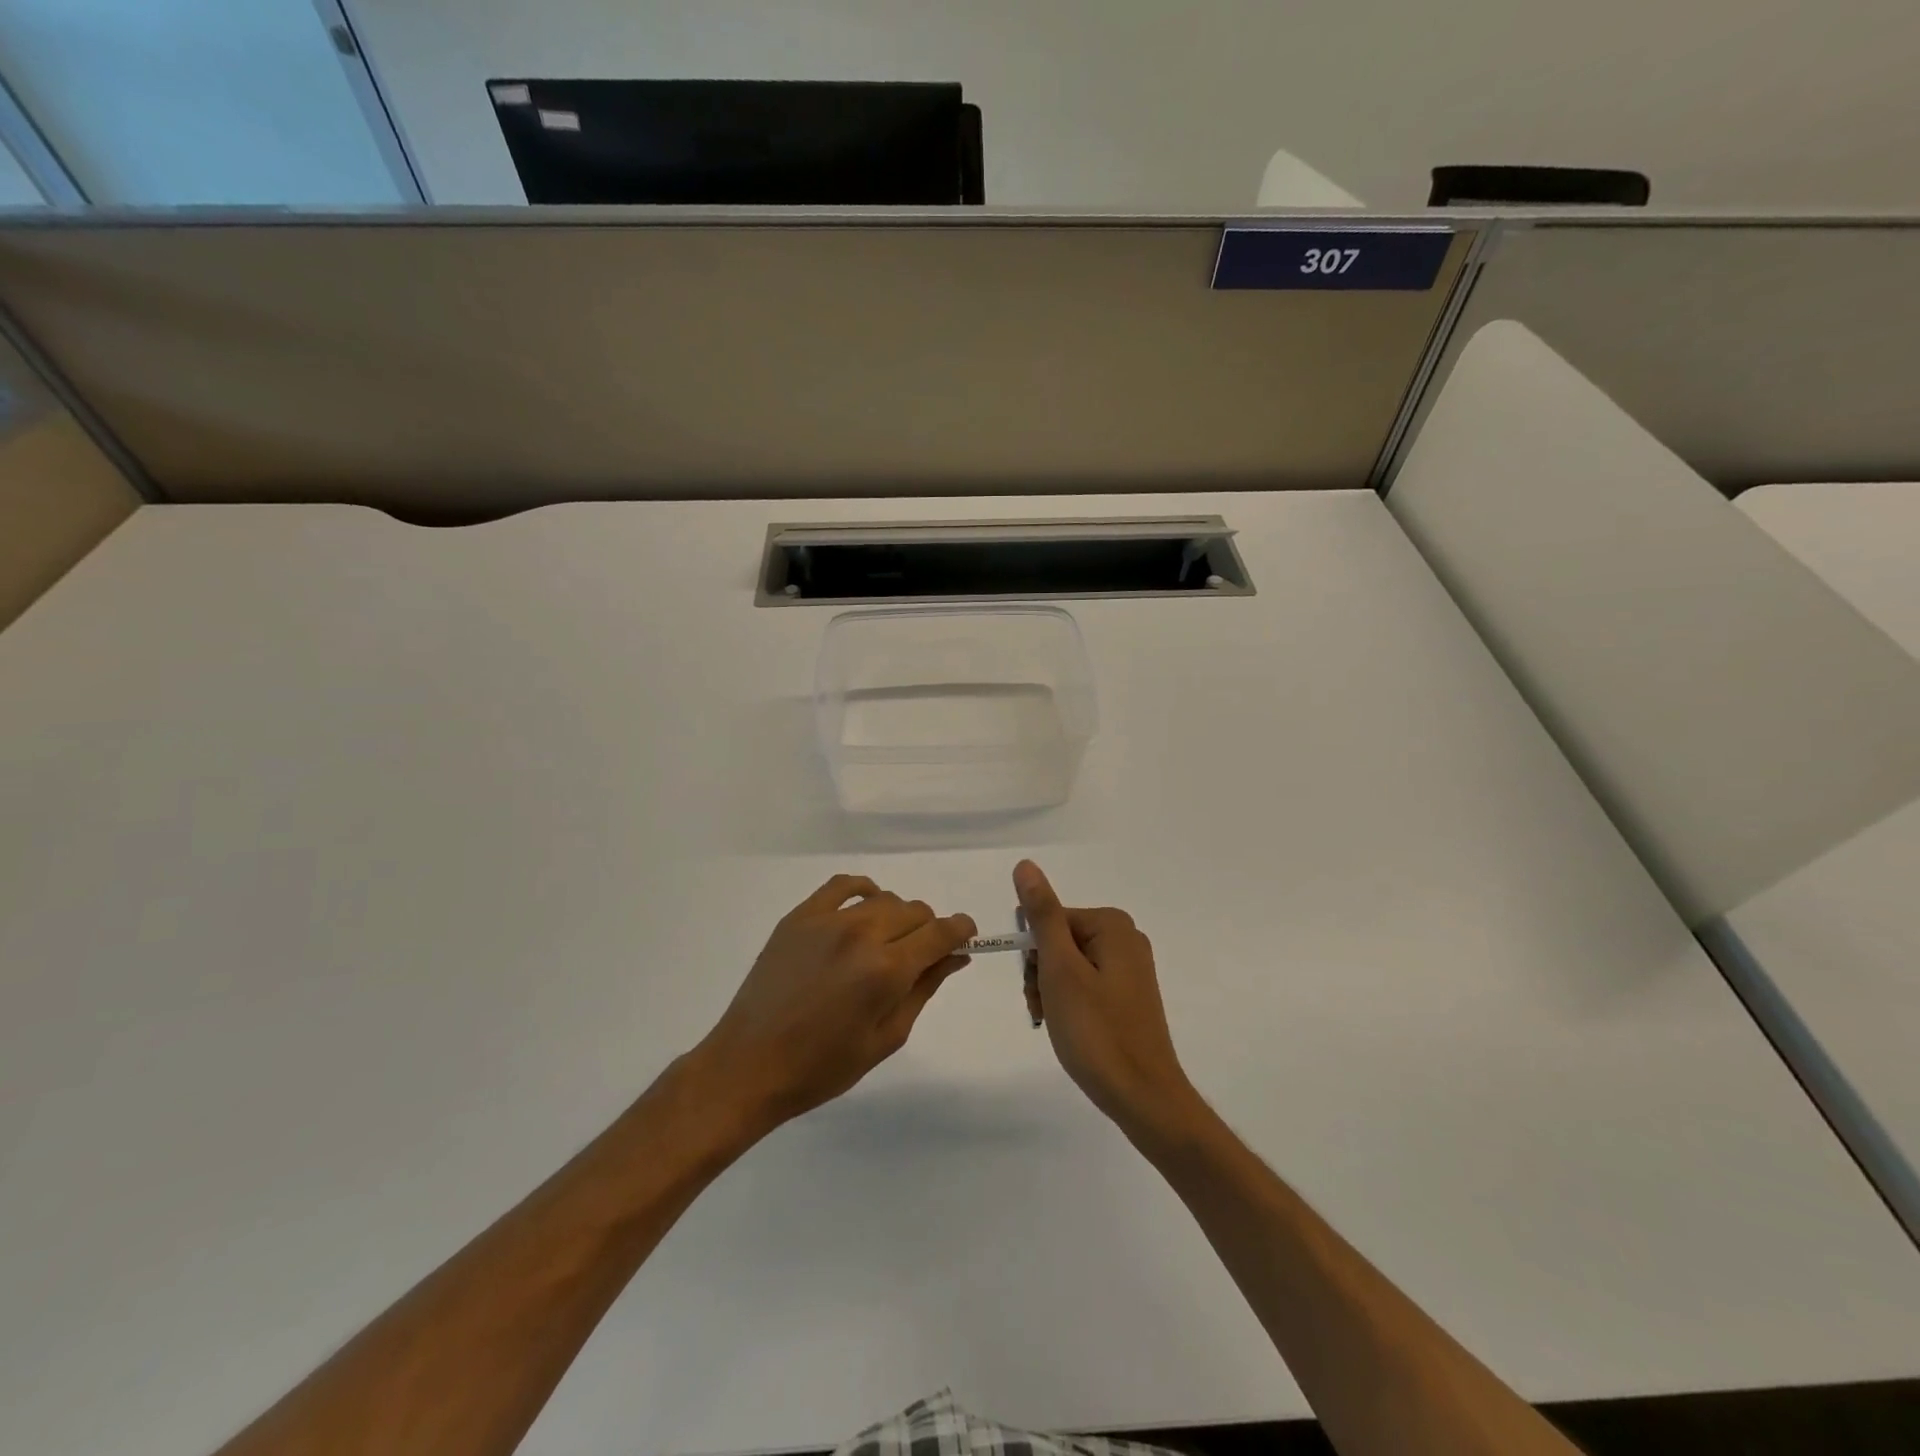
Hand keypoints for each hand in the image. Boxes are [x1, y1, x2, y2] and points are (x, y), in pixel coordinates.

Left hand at [693, 874, 975, 1130]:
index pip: (941, 932)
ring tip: (884, 945)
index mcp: (886, 970)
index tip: (965, 938)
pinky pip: (843, 885)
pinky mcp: (800, 916)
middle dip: (928, 930)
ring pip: (885, 898)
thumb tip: (956, 955)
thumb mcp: (886, 1038)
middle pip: (916, 911)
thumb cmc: (823, 1066)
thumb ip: (924, 989)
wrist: (750, 1064)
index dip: (961, 930)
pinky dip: (863, 891)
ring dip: (897, 917)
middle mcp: (861, 934)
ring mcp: (827, 920)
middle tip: (917, 959)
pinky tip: (864, 909)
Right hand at [1014, 860, 1198, 1137]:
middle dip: (1042, 974)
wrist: (1143, 1097)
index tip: (1037, 988)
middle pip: (1060, 941)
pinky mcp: (1129, 996)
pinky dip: (1069, 1004)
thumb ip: (1043, 915)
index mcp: (1112, 925)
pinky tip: (1068, 1029)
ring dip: (1051, 991)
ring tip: (1055, 1023)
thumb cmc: (1096, 1031)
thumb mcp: (1060, 969)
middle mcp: (1125, 939)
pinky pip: (1086, 985)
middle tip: (1044, 1008)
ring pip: (1069, 966)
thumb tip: (1025, 865)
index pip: (1050, 920)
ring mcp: (1130, 969)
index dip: (1035, 954)